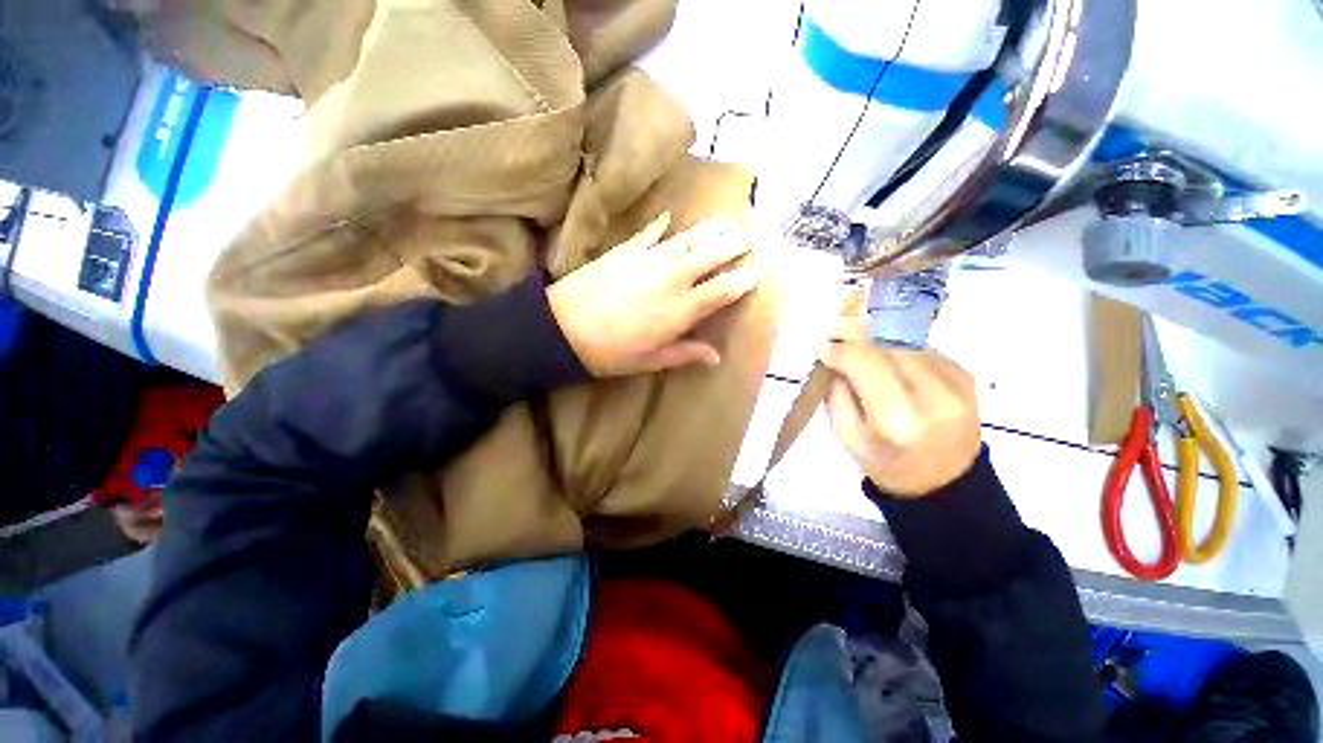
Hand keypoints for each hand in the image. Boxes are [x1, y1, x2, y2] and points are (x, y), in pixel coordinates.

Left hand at [547, 213, 760, 376]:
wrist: (563, 328)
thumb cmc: (611, 353)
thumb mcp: (652, 360)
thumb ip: (686, 354)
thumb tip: (716, 357)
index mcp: (682, 309)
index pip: (723, 289)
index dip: (742, 279)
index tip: (755, 271)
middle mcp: (673, 278)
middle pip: (712, 255)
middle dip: (735, 244)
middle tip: (751, 236)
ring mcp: (650, 259)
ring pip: (689, 239)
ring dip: (711, 228)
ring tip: (727, 218)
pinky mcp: (627, 249)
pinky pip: (650, 232)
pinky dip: (661, 224)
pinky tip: (670, 215)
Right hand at [821, 321, 981, 496]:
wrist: (945, 483)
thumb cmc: (886, 463)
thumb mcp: (846, 435)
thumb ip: (837, 392)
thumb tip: (834, 356)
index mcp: (897, 418)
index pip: (865, 363)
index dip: (839, 349)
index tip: (821, 346)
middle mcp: (932, 395)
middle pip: (886, 345)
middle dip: (856, 335)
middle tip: (835, 333)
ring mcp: (956, 384)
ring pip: (905, 342)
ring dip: (878, 341)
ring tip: (860, 349)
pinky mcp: (967, 377)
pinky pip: (923, 350)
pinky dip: (899, 350)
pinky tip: (889, 363)